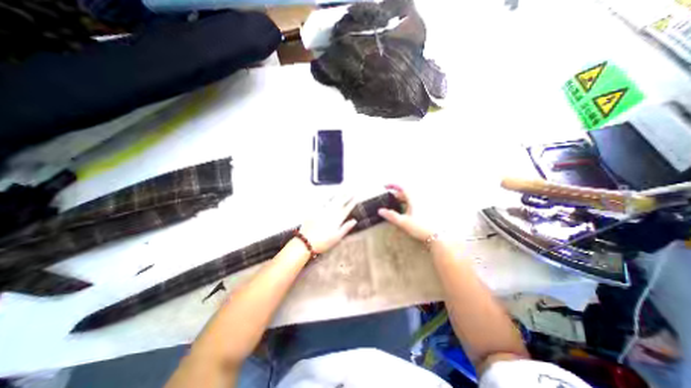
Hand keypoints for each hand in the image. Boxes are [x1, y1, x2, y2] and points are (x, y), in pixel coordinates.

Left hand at [300, 194, 358, 253]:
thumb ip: (346, 228)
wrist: (306, 242)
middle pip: (340, 203)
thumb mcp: (337, 238)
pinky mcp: (314, 211)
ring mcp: (322, 211)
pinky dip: (327, 198)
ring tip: (343, 191)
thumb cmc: (323, 242)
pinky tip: (330, 195)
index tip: (356, 198)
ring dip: (338, 196)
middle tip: (351, 191)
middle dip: (346, 197)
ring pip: (332, 201)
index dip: (352, 203)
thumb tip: (354, 220)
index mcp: (337, 220)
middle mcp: (330, 213)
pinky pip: (322, 202)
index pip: (346, 209)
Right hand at [378, 183, 429, 240]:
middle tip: (388, 201)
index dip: (392, 185)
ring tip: (396, 206)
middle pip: (405, 193)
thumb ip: (391, 216)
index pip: (401, 187)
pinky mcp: (427, 209)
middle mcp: (419, 199)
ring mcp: (424, 203)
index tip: (385, 186)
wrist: (437, 236)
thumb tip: (380, 211)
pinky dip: (408, 203)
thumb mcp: (403, 222)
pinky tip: (406, 211)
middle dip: (396, 195)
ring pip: (410, 198)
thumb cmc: (420, 228)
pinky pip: (414, 202)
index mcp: (413, 199)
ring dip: (401, 200)